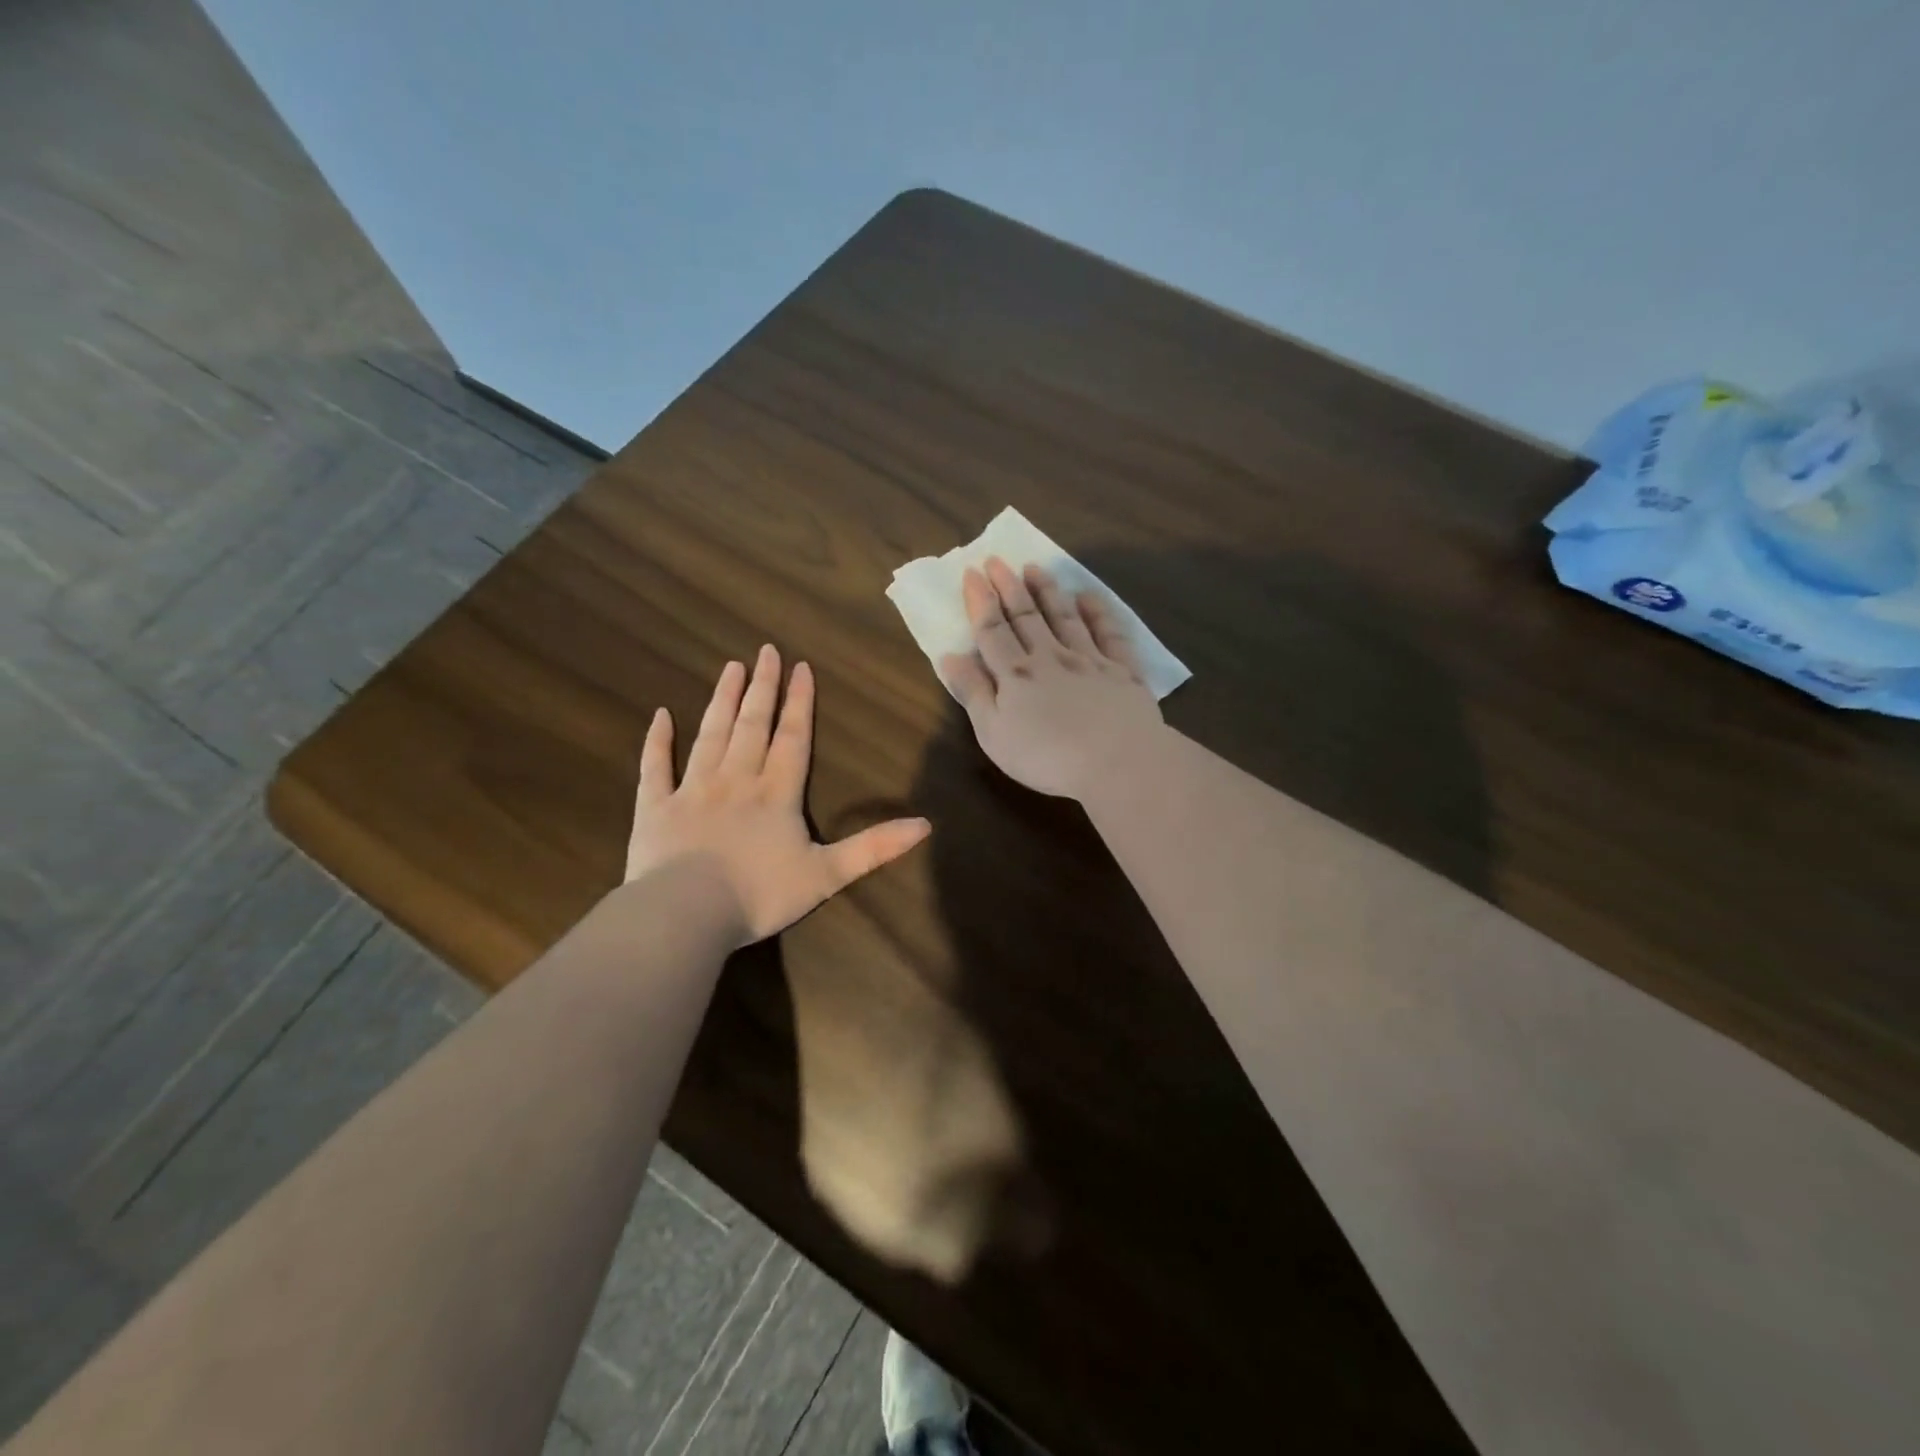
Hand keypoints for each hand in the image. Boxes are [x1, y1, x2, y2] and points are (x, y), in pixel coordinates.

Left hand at [625, 646, 930, 945]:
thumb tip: (926, 825)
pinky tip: (660, 716)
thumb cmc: (760, 895)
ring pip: (711, 734)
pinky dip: (658, 741)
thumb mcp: (828, 874)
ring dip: (722, 700)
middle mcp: (736, 779)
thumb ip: (874, 847)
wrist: (686, 913)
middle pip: (752, 725)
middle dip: (762, 687)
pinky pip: (656, 767)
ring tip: (730, 668)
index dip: (800, 703)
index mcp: (777, 793)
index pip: (792, 738)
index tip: (801, 667)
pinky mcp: (655, 808)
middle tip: (765, 651)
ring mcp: (692, 789)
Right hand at [939, 558, 1164, 799]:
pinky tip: (1089, 597)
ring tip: (1036, 568)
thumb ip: (973, 693)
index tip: (972, 573)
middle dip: (1009, 587)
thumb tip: (950, 656)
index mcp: (1015, 674)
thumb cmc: (1046, 756)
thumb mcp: (994, 733)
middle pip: (1026, 617)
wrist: (1117, 761)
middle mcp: (1050, 657)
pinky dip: (1098, 612)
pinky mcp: (1122, 670)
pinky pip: (1109, 633)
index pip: (992, 630)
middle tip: (998, 560)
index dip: (980, 601)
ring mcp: (1089, 660)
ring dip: (1048, 591)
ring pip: (1064, 617)